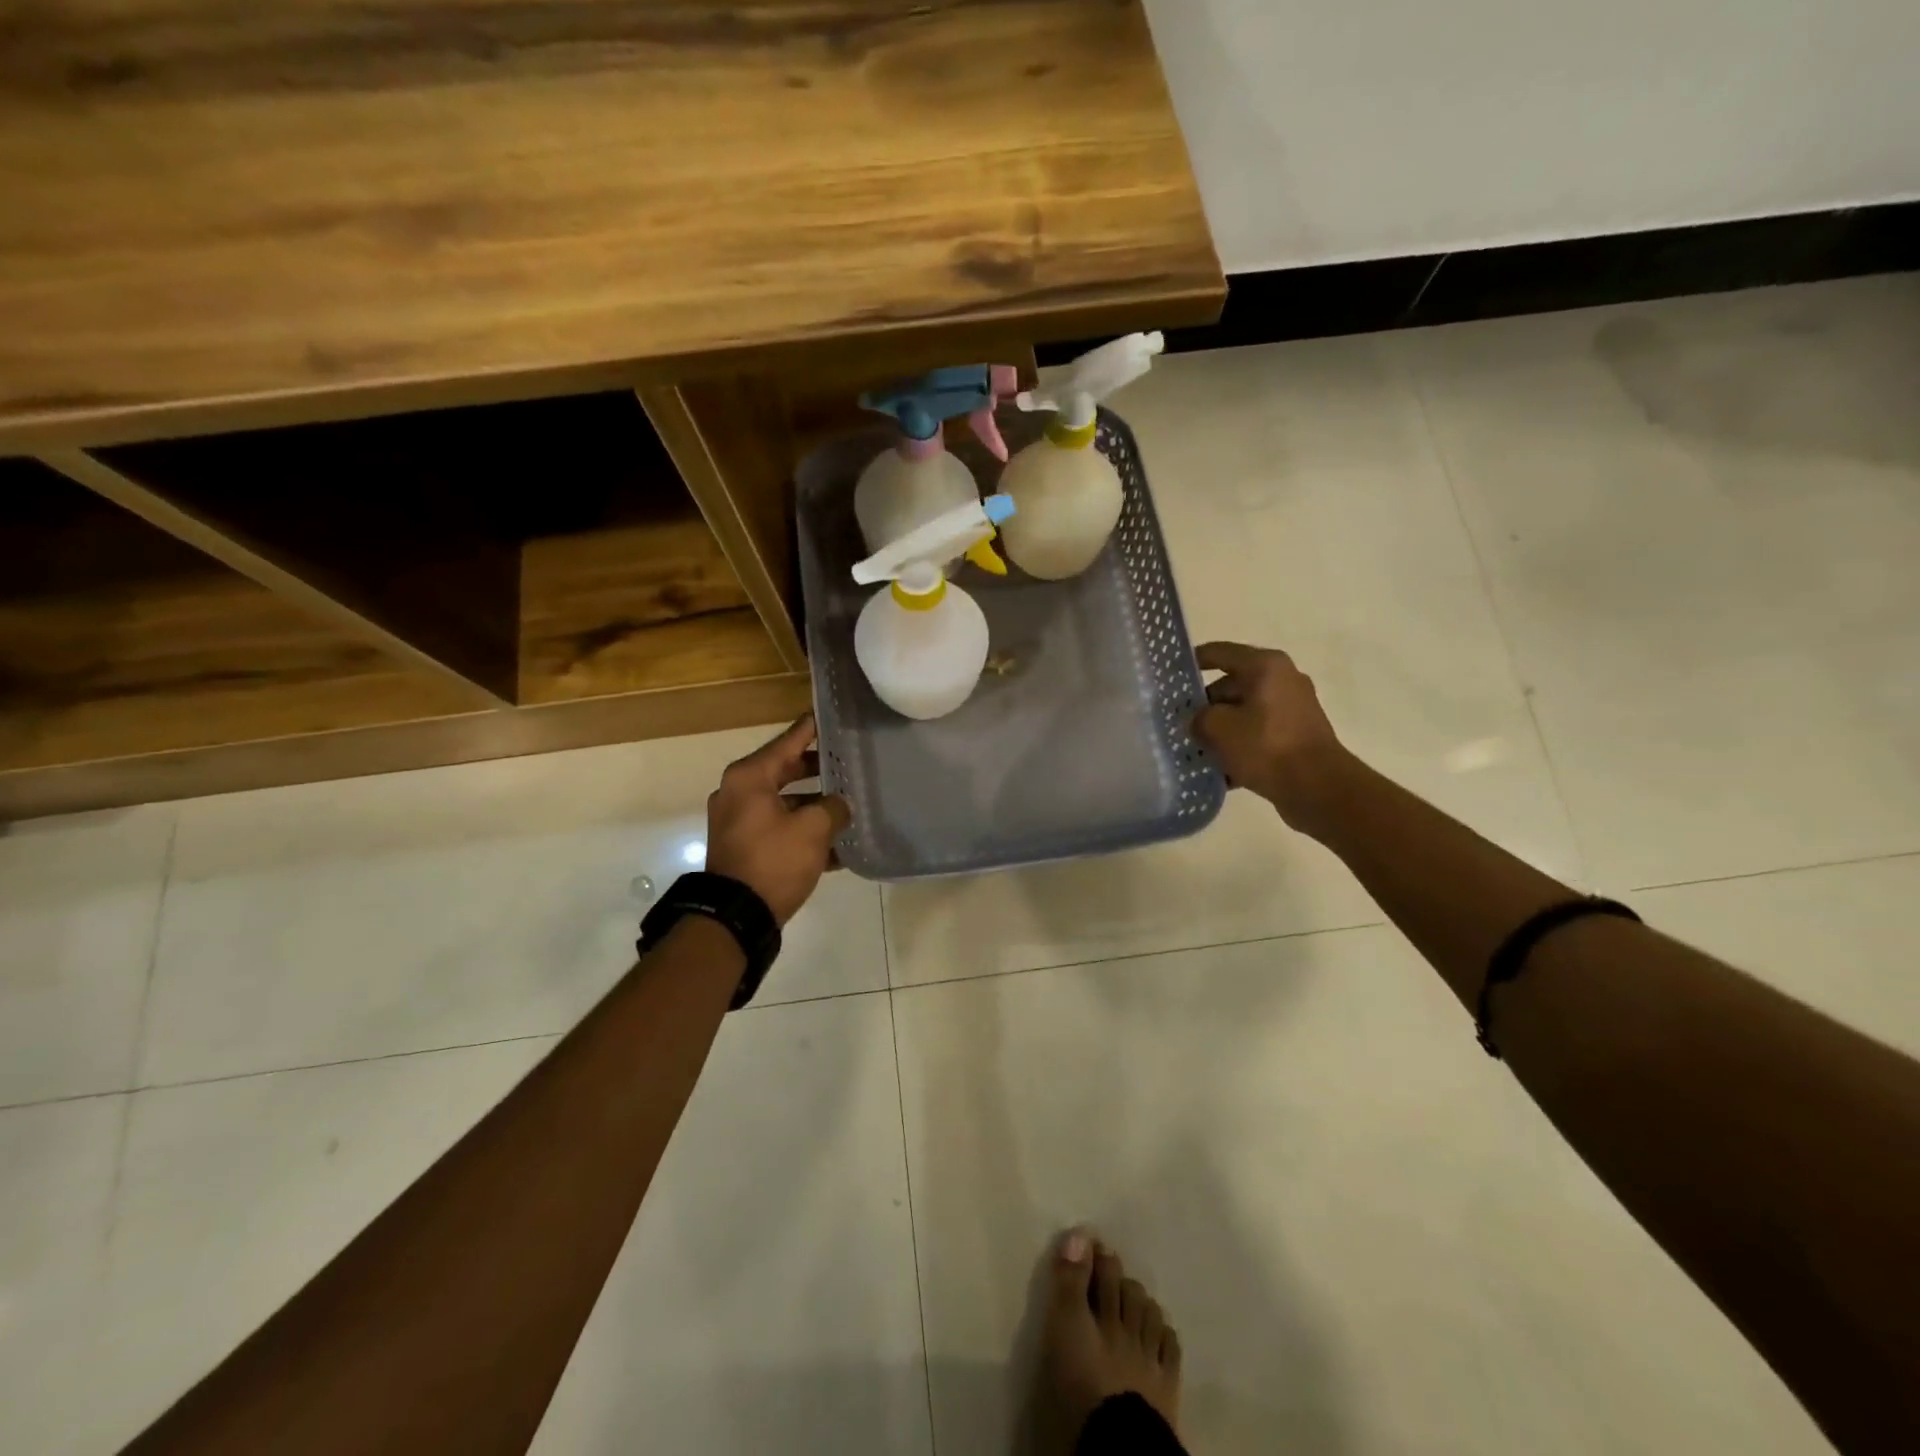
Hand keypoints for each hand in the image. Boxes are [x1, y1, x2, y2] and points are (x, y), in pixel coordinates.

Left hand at [705, 716, 851, 924]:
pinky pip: (779, 828)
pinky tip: (836, 845)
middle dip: (819, 769)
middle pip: (786, 770)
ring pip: (785, 802)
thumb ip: (833, 808)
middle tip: (849, 761)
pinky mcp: (744, 847)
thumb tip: (839, 806)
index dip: (812, 729)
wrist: (736, 916)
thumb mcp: (813, 829)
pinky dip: (803, 831)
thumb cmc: (773, 860)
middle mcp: (738, 793)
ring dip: (815, 805)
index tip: (831, 716)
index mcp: (749, 777)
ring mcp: (738, 822)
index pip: (788, 741)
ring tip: (849, 805)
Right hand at [1192, 642, 1352, 833]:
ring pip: (1244, 711)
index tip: (1169, 677)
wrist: (1318, 787)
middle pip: (1231, 684)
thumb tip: (1198, 720)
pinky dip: (1240, 745)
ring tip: (1195, 748)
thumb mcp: (1217, 728)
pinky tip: (1220, 768)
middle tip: (1178, 722)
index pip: (1218, 653)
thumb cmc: (1265, 746)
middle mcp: (1282, 678)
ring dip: (1220, 728)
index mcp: (1264, 665)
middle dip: (1204, 704)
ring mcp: (1293, 707)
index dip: (1191, 662)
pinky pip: (1258, 733)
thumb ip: (1197, 717)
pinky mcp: (1297, 734)